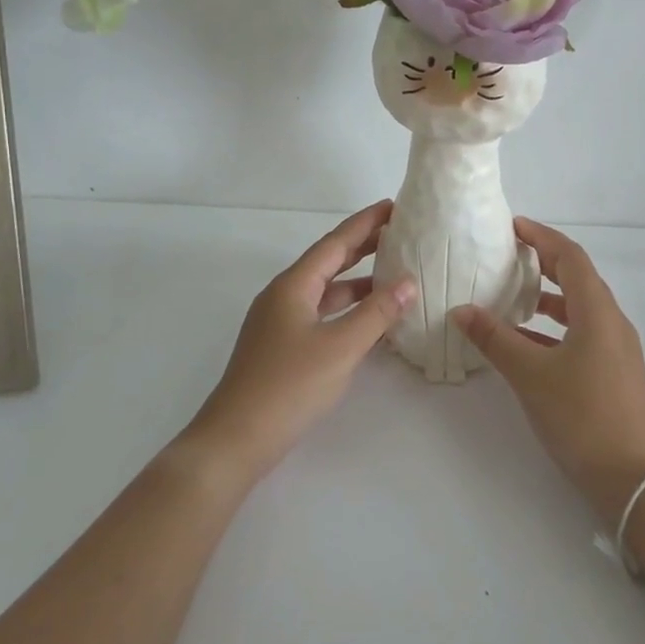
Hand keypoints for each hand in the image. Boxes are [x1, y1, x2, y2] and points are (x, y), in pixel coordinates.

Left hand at [183, 200, 415, 483]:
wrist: (236, 437)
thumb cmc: (289, 386)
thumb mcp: (340, 347)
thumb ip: (377, 313)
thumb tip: (408, 281)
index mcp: (293, 286)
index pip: (335, 243)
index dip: (365, 223)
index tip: (393, 206)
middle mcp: (284, 296)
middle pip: (328, 262)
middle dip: (362, 246)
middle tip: (399, 233)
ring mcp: (280, 322)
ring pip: (325, 291)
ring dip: (358, 281)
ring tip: (394, 274)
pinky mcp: (283, 347)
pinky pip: (321, 314)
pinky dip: (347, 310)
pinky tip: (369, 319)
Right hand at [452, 218, 644, 525]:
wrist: (631, 477)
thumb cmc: (582, 416)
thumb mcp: (530, 374)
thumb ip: (495, 339)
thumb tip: (461, 311)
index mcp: (598, 312)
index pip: (570, 257)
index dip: (542, 237)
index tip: (512, 227)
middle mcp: (612, 322)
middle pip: (578, 278)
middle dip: (544, 262)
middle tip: (508, 255)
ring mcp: (616, 349)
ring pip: (580, 308)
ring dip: (548, 297)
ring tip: (512, 296)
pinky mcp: (613, 372)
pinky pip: (581, 333)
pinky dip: (553, 328)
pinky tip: (524, 343)